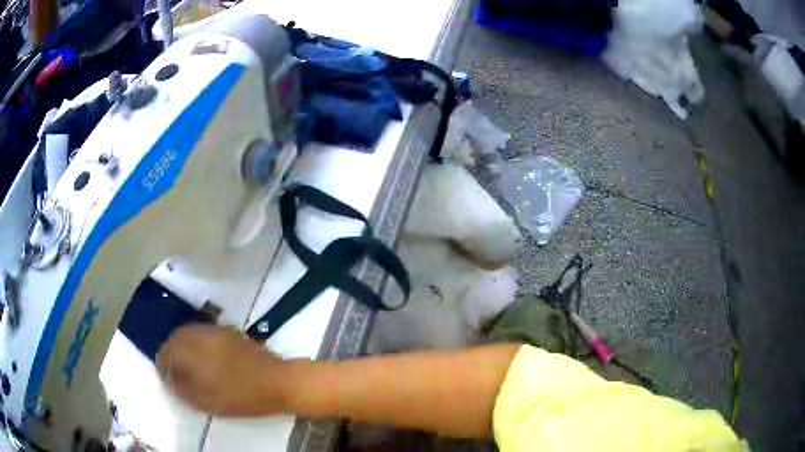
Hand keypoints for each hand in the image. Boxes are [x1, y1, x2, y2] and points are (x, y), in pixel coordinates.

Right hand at [157, 325, 288, 415]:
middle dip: (172, 354)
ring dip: (183, 346)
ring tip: (191, 366)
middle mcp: (201, 336)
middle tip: (178, 373)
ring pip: (188, 332)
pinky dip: (196, 342)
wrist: (279, 381)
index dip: (163, 365)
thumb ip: (184, 390)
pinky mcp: (227, 331)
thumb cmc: (244, 397)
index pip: (166, 352)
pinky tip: (205, 358)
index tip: (167, 379)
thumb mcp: (209, 402)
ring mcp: (215, 331)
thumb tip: (169, 380)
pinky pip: (202, 332)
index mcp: (194, 353)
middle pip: (175, 338)